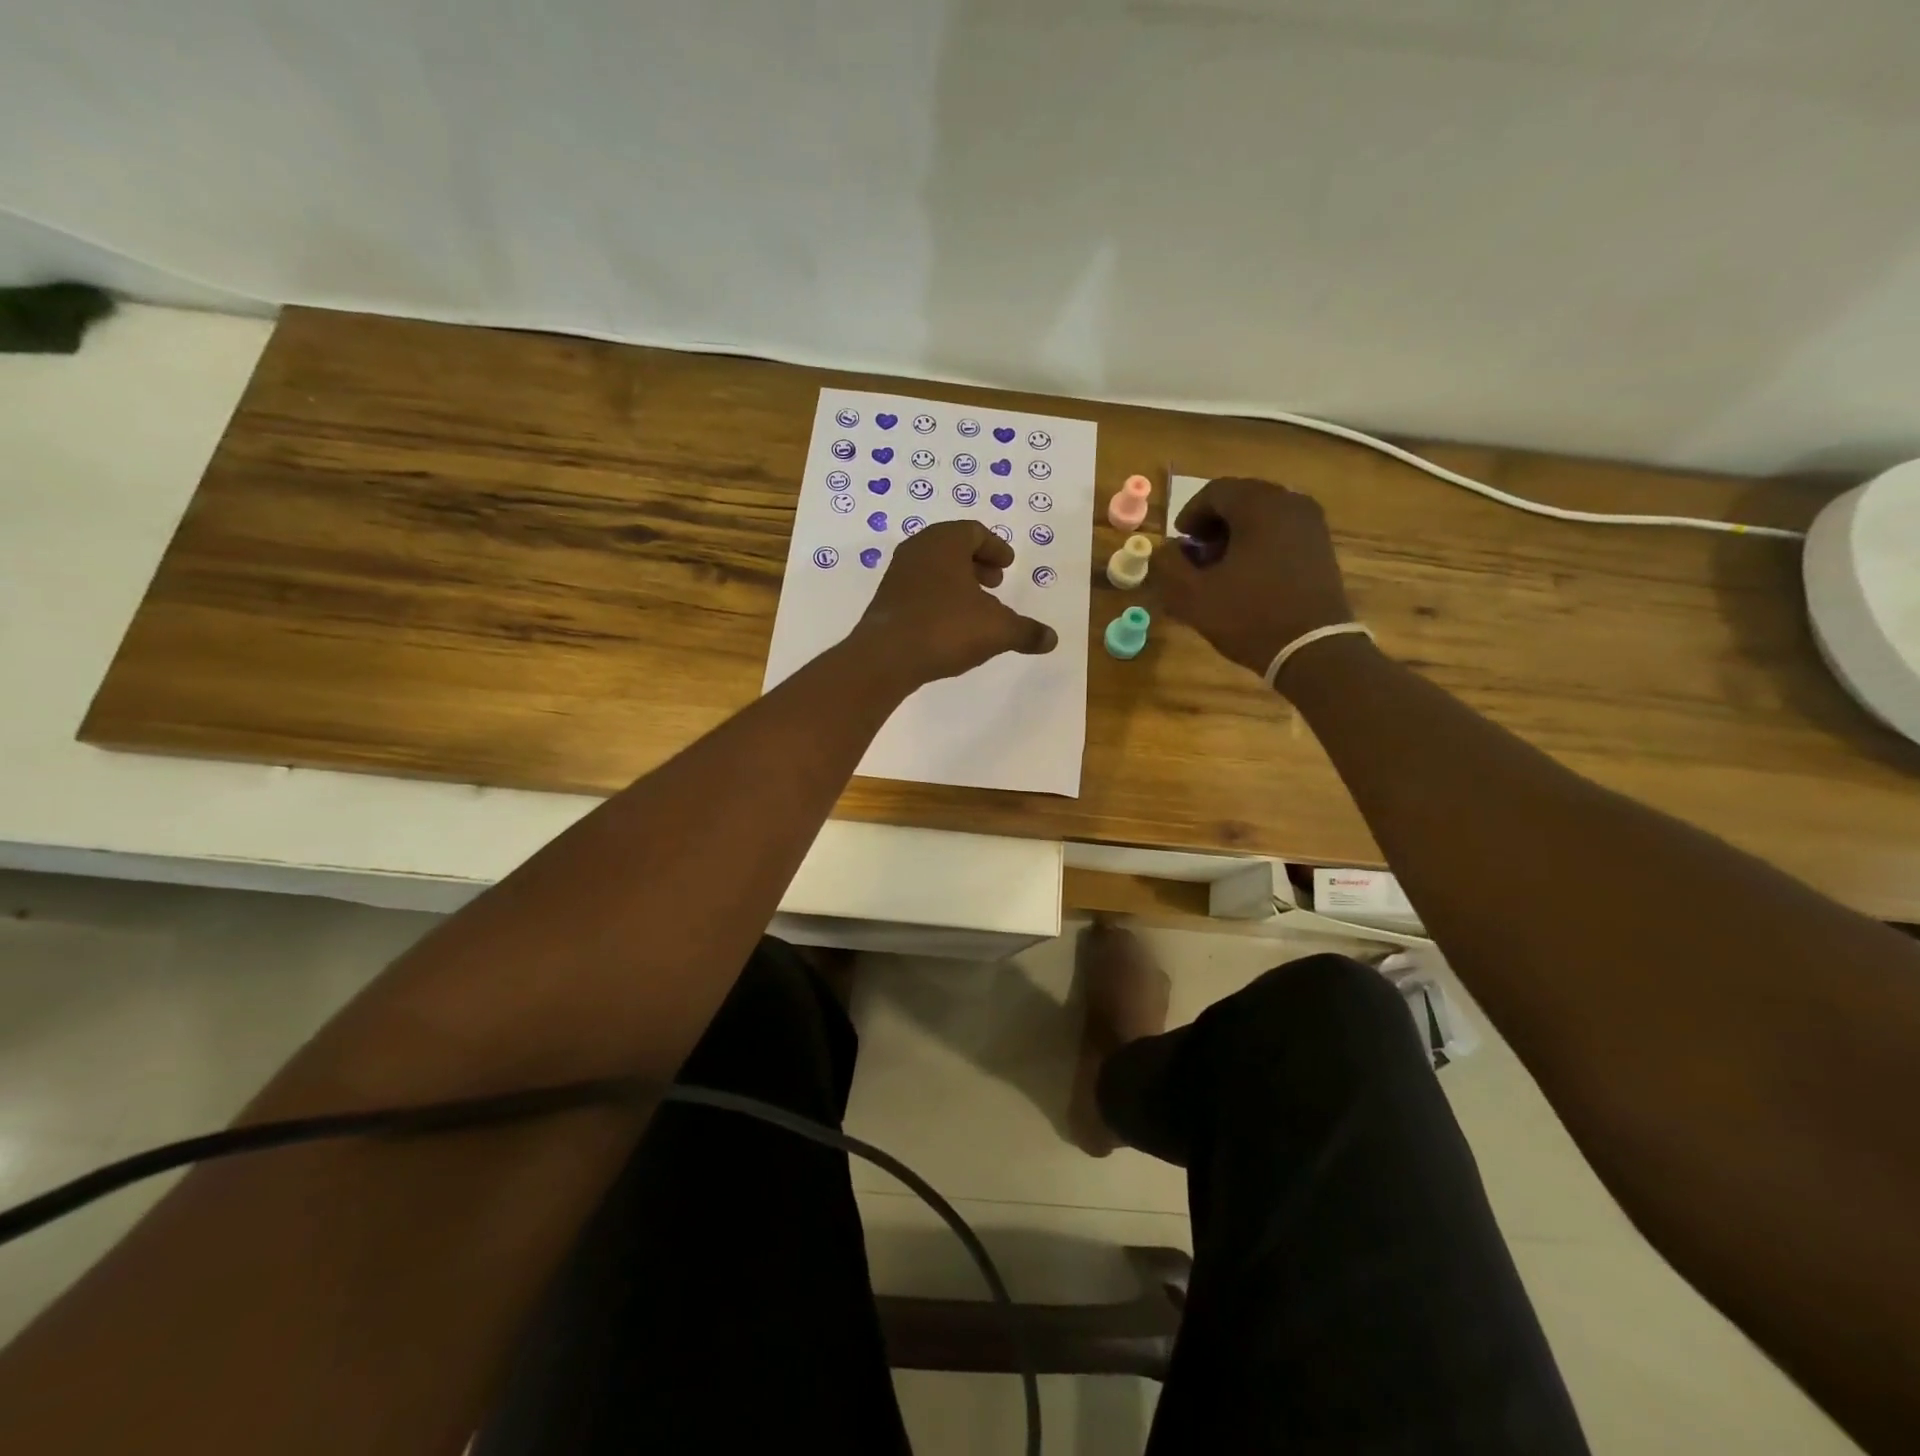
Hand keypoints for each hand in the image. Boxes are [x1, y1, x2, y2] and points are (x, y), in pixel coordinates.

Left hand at [848, 520, 1057, 687]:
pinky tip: (950, 624)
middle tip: (995, 582)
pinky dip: (939, 598)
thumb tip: (1052, 639)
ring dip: (957, 582)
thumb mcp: (997, 630)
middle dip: (976, 563)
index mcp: (945, 542)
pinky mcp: (886, 601)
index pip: (974, 532)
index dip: (995, 547)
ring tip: (976, 606)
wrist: (886, 657)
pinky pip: (919, 590)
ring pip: (934, 569)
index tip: (1007, 564)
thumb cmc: (946, 628)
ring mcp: (897, 575)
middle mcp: (918, 550)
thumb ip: (1026, 631)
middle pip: (952, 547)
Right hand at [1158, 477, 1353, 680]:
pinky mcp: (1322, 547)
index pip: (1214, 491)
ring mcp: (1312, 524)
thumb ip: (1168, 565)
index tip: (1179, 544)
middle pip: (1240, 499)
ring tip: (1221, 569)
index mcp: (1258, 505)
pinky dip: (1259, 544)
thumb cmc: (1249, 616)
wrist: (1313, 649)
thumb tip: (1166, 549)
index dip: (1189, 515)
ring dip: (1236, 535)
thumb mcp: (1192, 595)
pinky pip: (1282, 532)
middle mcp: (1290, 502)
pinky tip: (1248, 576)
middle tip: (1197, 556)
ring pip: (1262, 515)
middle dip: (1213, 525)